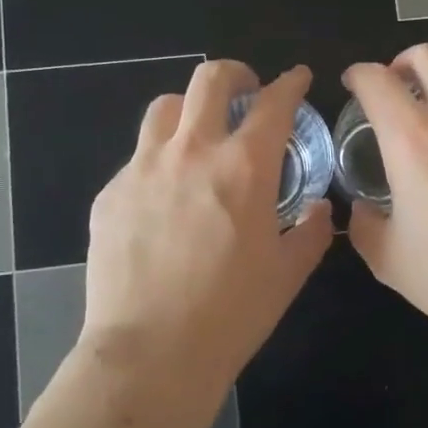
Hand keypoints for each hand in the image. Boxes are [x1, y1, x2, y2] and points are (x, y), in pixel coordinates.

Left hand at [81, 61, 332, 384]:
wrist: (150, 354)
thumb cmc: (231, 314)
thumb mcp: (288, 274)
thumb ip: (310, 231)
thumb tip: (316, 209)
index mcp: (244, 167)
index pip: (273, 104)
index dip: (291, 83)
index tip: (298, 78)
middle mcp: (192, 152)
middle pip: (209, 80)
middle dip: (235, 73)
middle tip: (245, 92)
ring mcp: (144, 168)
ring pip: (165, 107)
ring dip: (190, 110)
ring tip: (199, 135)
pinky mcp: (111, 193)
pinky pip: (138, 157)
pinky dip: (160, 160)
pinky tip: (165, 196)